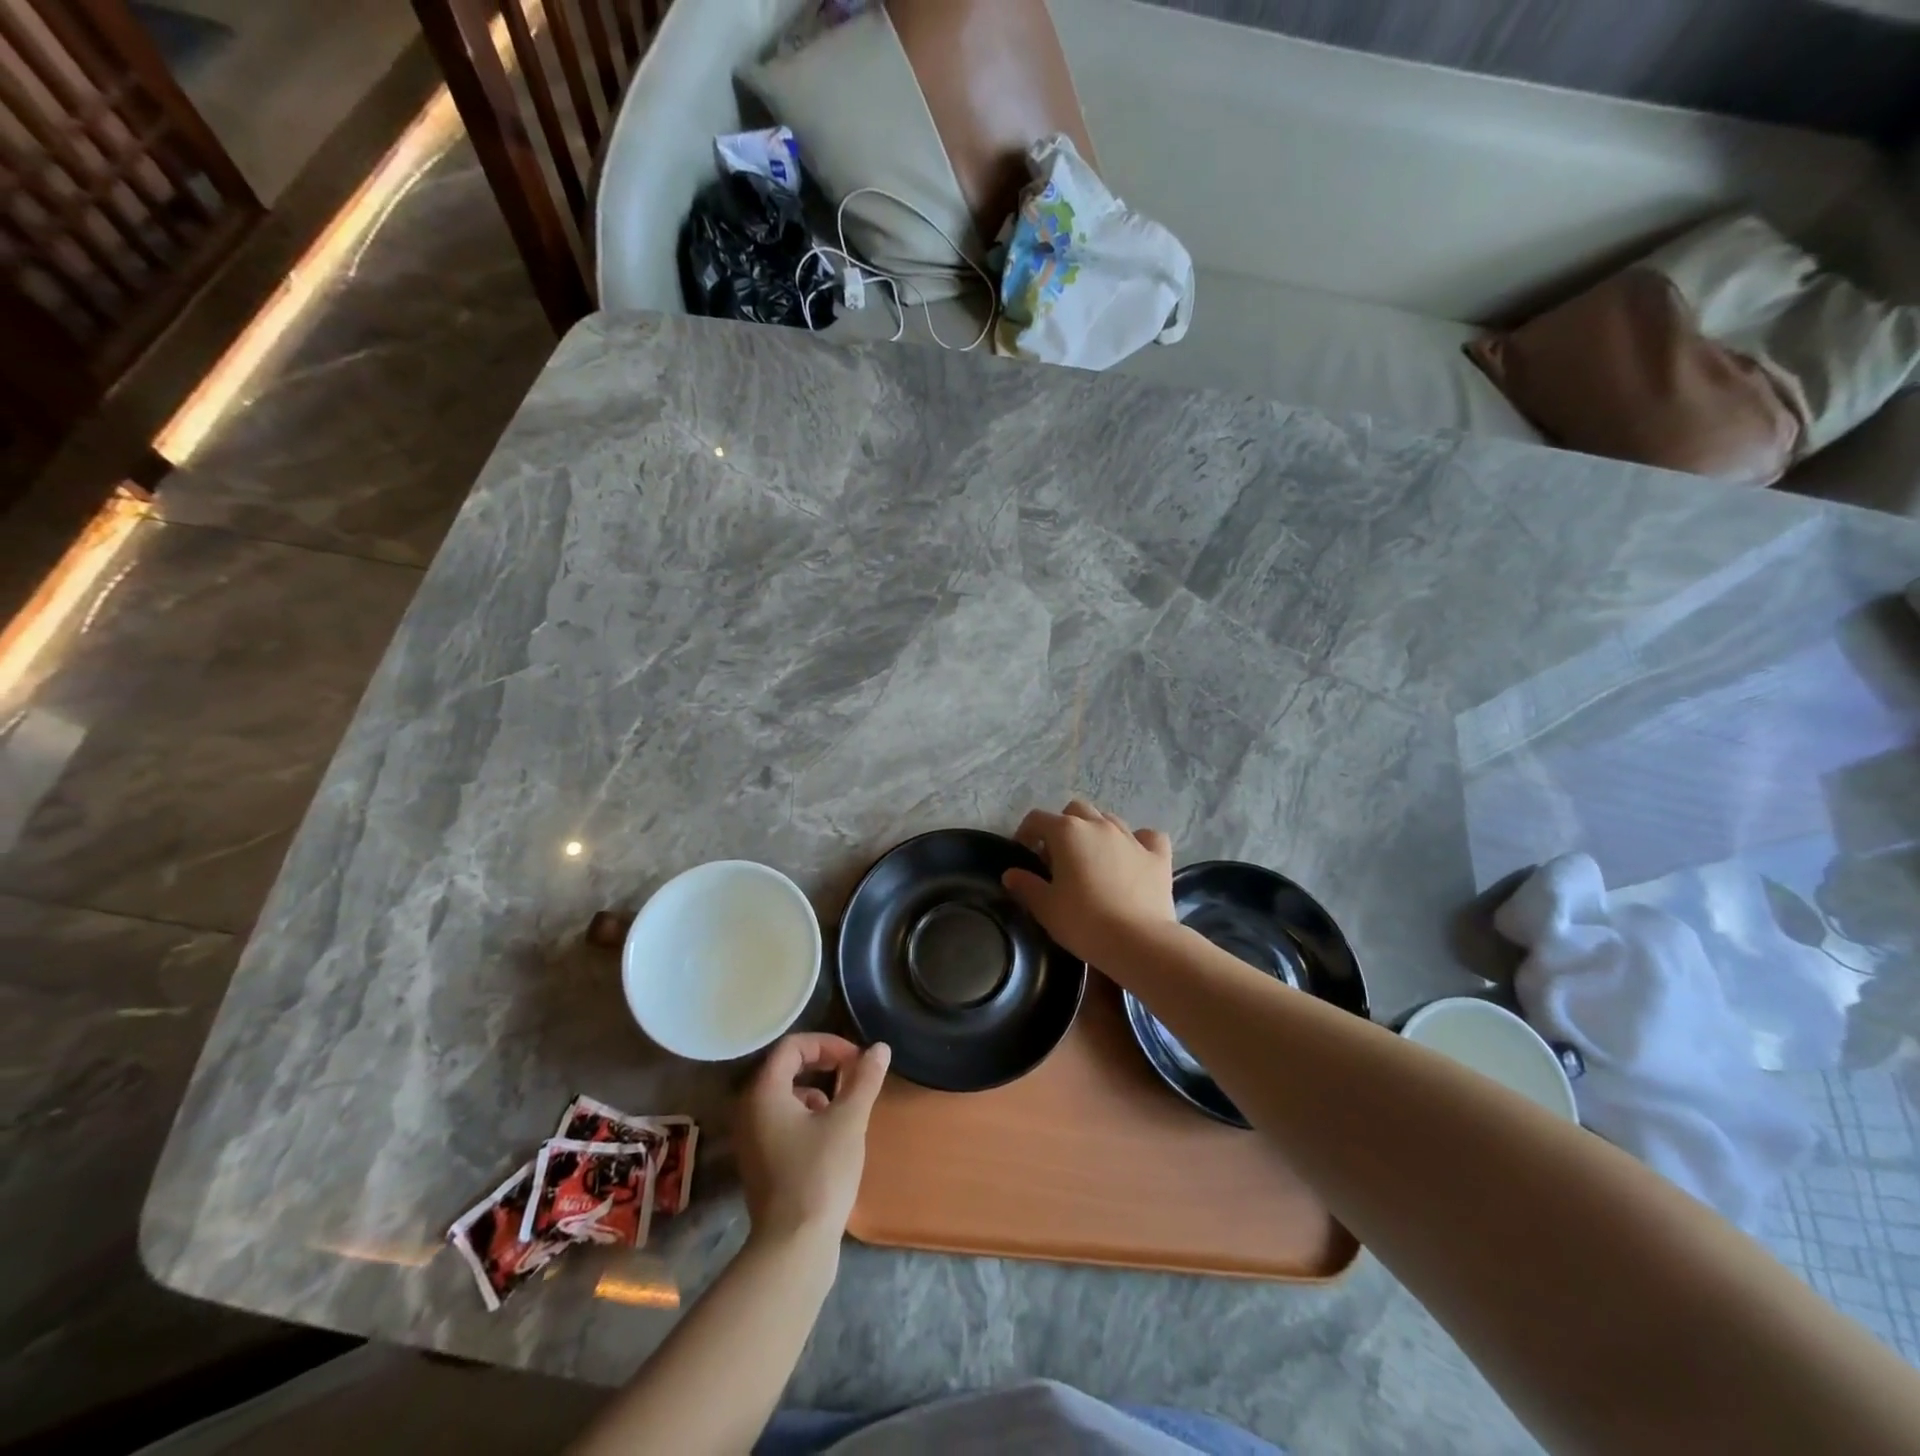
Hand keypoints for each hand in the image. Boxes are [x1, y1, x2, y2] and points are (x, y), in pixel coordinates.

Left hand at [736, 1033, 890, 1248]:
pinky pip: (783, 1121)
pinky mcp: (760, 1162)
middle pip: (786, 1068)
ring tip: (845, 1108)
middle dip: (823, 1065)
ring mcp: (751, 1139)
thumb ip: (864, 1079)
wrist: (793, 1248)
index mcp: (764, 1092)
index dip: (826, 1044)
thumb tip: (880, 1048)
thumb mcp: (849, 1120)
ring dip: (817, 1091)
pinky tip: (831, 1137)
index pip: (792, 1046)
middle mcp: (749, 1110)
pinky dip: (807, 1117)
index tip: (855, 1059)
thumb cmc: (820, 1174)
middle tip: (853, 1074)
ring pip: (785, 1096)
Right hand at [1003, 799, 1176, 965]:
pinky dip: (1138, 842)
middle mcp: (1099, 825)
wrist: (1138, 942)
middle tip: (1058, 857)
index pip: (1037, 819)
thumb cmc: (1084, 922)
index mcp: (1067, 832)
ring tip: (1092, 859)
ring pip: (1109, 820)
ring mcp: (1131, 837)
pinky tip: (1133, 858)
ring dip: (1096, 832)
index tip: (1024, 854)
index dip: (1026, 833)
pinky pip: (1147, 837)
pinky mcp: (1157, 855)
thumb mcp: (1046, 908)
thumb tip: (1011, 874)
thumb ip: (1026, 886)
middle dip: (1063, 827)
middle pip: (1075, 811)